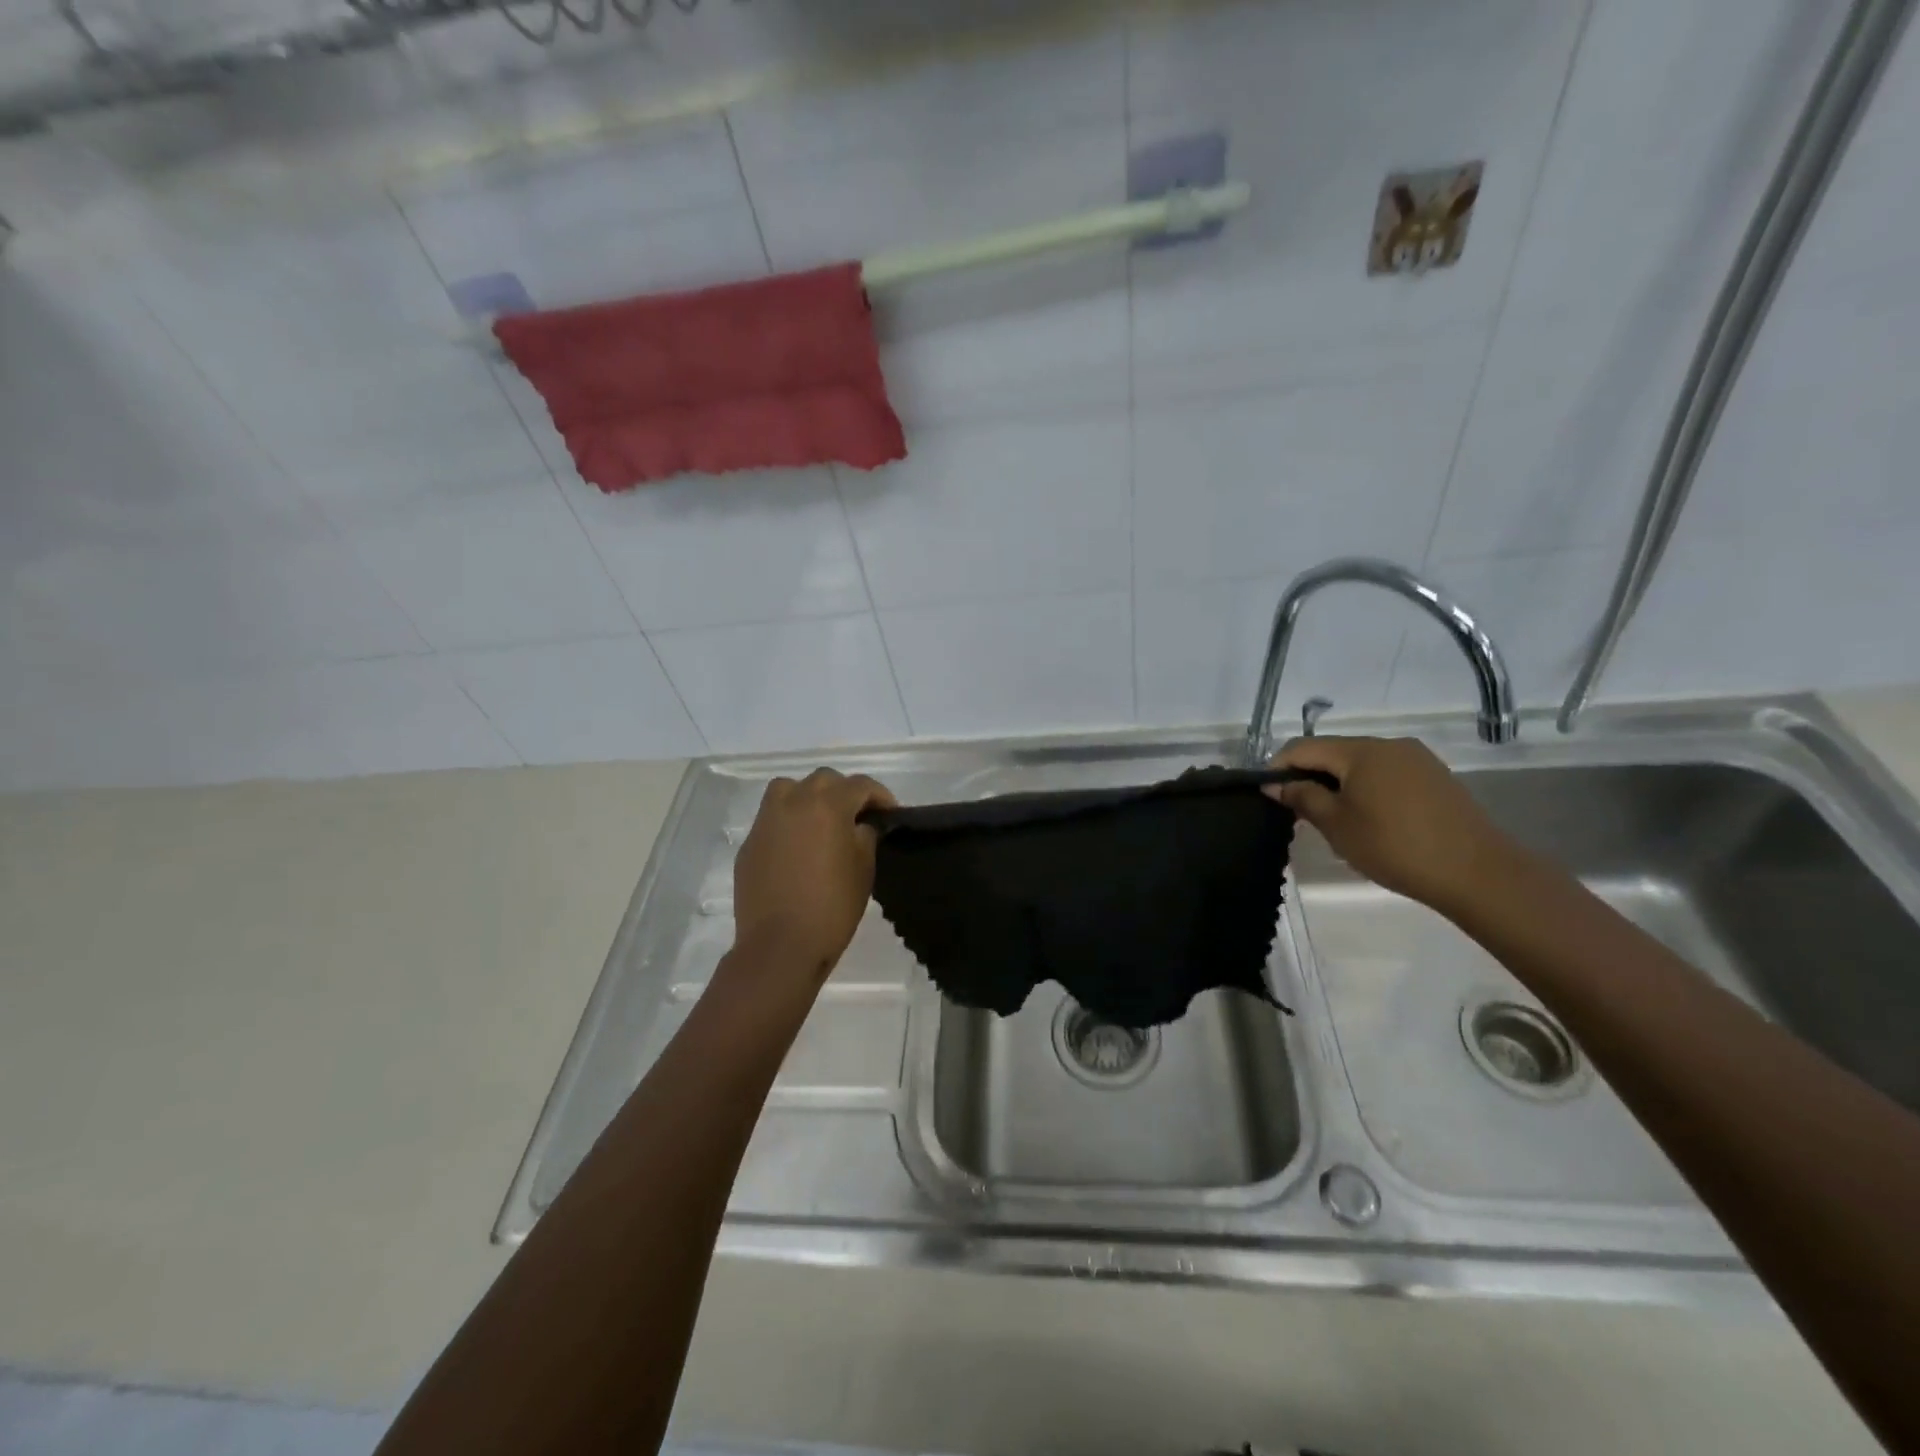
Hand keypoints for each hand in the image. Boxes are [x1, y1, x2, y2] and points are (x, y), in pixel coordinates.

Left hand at [730, 767, 896, 985]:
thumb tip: (861, 825)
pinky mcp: (750, 844)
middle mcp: (793, 802)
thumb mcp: (864, 869)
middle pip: (824, 780)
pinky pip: (772, 819)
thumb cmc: (832, 907)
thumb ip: (866, 836)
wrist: (780, 945)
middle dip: (845, 793)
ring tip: (822, 822)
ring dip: (809, 797)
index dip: (880, 796)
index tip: (890, 813)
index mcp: (827, 805)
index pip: (860, 785)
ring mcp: (766, 821)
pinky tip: (798, 849)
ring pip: (789, 789)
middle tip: (858, 817)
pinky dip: (788, 823)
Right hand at [1264, 735, 1516, 915]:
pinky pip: (1386, 773)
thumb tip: (1276, 783)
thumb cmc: (1394, 846)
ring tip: (1332, 817)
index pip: (1303, 747)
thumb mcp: (1336, 825)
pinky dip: (1366, 788)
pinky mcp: (1435, 777)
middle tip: (1297, 810)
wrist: (1476, 872)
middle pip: (1333, 751)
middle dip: (1309, 775)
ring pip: (1361, 763)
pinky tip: (1368, 817)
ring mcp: (1416, 759)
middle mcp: (1388, 744)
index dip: (1278, 766)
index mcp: (1360, 751)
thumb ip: (1302, 797)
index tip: (1266, 794)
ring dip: (1338, 782)